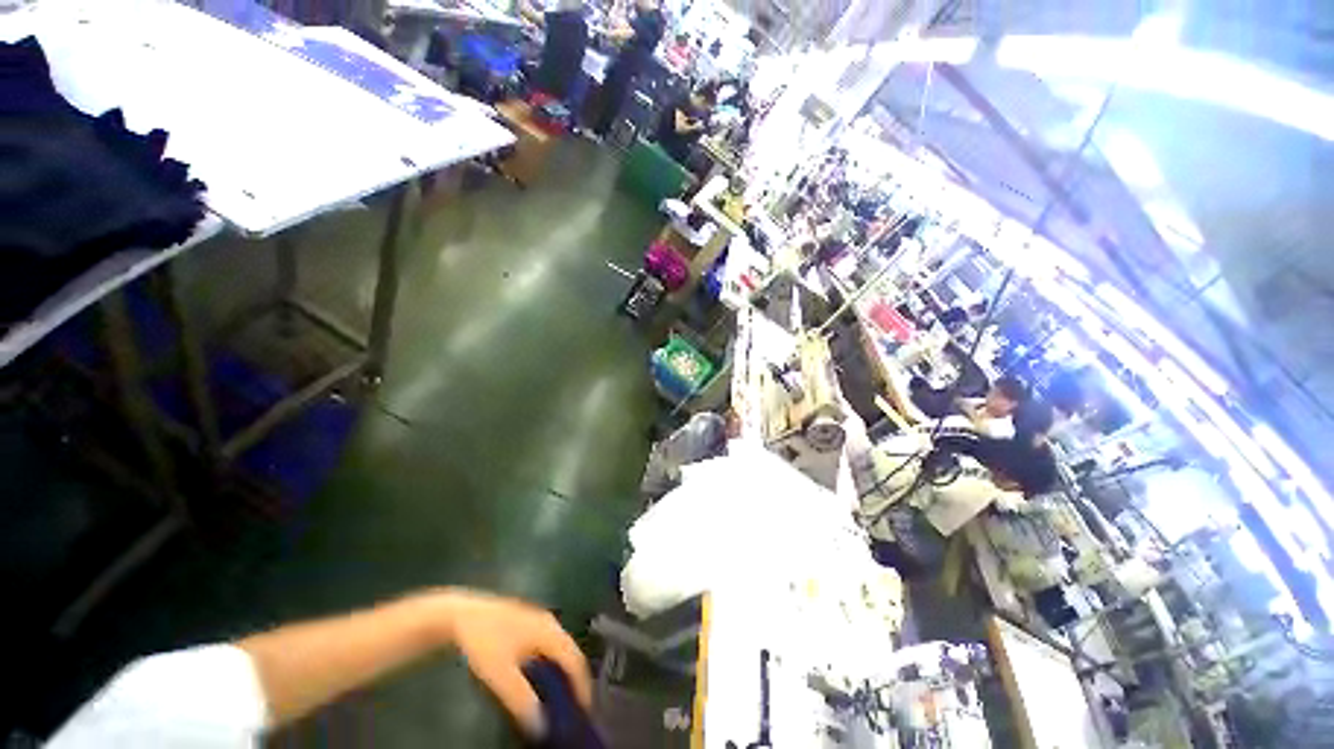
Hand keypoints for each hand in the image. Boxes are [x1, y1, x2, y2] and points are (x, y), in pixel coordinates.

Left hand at [440, 588, 592, 736]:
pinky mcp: (529, 623)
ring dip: (564, 672)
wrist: (462, 615)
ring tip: (563, 696)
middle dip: (575, 679)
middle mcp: (550, 623)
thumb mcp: (500, 674)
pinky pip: (550, 645)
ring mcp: (540, 620)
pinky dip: (554, 664)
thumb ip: (521, 699)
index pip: (575, 660)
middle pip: (571, 652)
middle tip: (576, 705)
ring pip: (561, 648)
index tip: (586, 709)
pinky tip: (543, 678)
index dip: (582, 686)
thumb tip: (540, 727)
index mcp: (550, 632)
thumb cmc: (484, 642)